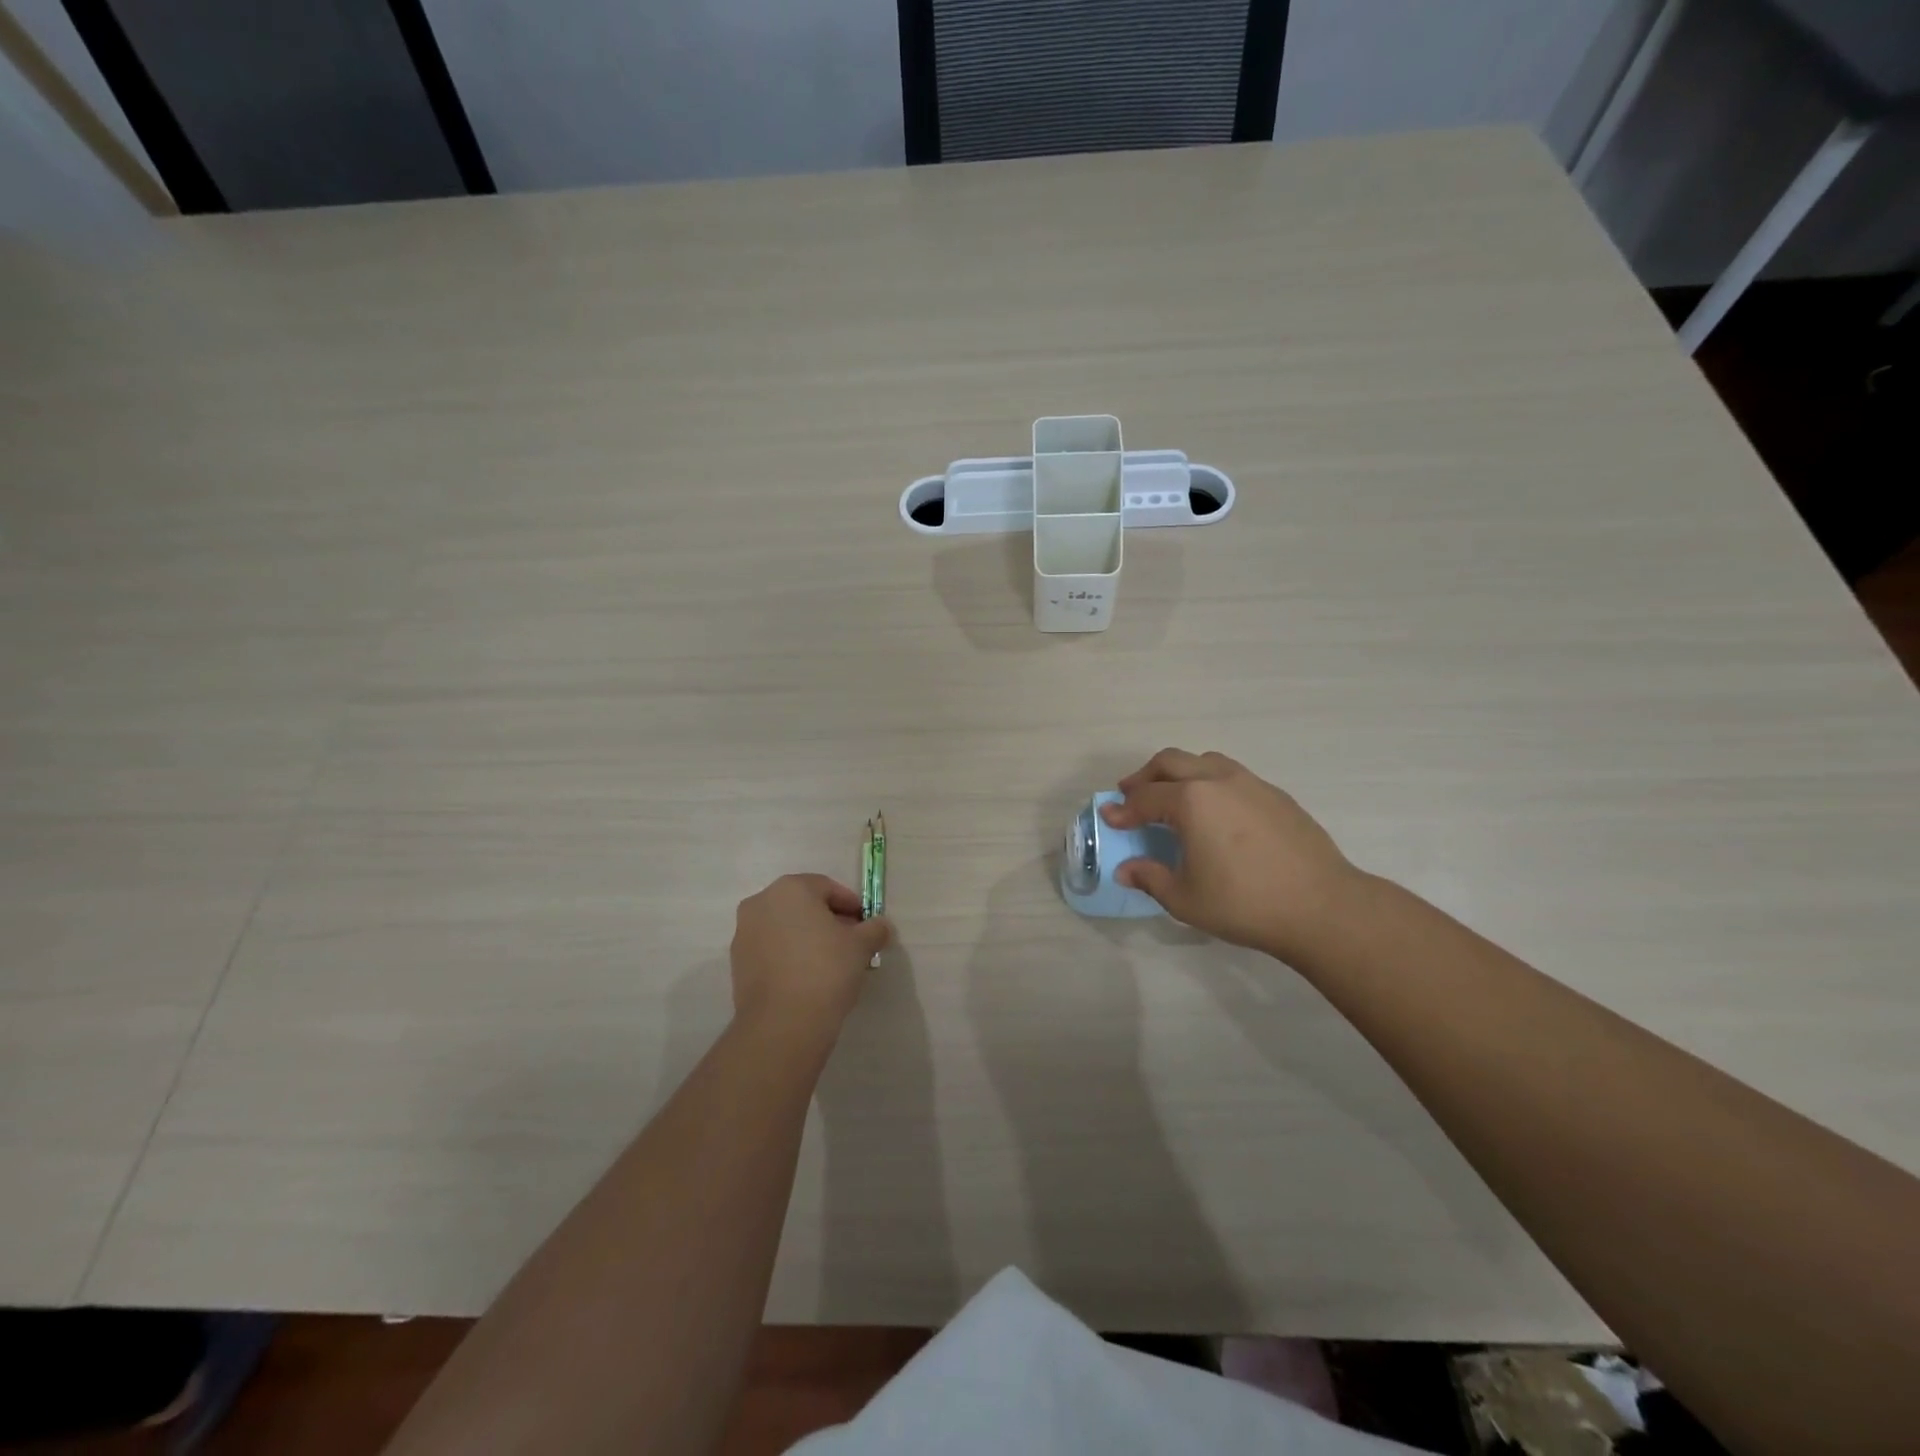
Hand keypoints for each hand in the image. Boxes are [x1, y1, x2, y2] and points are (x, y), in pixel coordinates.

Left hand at [730, 874, 891, 1044]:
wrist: (783, 1024)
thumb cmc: (826, 970)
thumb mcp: (861, 946)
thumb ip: (875, 929)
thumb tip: (881, 926)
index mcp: (790, 888)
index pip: (828, 888)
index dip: (851, 905)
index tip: (866, 926)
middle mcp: (761, 903)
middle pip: (803, 905)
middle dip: (828, 920)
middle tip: (850, 943)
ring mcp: (744, 933)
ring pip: (785, 927)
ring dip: (807, 938)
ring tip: (829, 963)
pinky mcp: (737, 963)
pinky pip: (771, 950)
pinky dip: (789, 956)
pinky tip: (807, 977)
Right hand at [1101, 748, 1358, 963]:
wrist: (1322, 907)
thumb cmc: (1245, 904)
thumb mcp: (1185, 898)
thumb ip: (1150, 878)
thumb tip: (1126, 869)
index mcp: (1191, 801)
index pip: (1145, 798)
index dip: (1122, 809)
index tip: (1108, 817)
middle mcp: (1217, 780)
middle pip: (1171, 762)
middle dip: (1145, 777)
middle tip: (1131, 795)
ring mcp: (1251, 783)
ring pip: (1204, 761)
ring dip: (1180, 773)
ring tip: (1172, 796)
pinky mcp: (1276, 795)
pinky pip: (1232, 775)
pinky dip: (1210, 783)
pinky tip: (1215, 812)